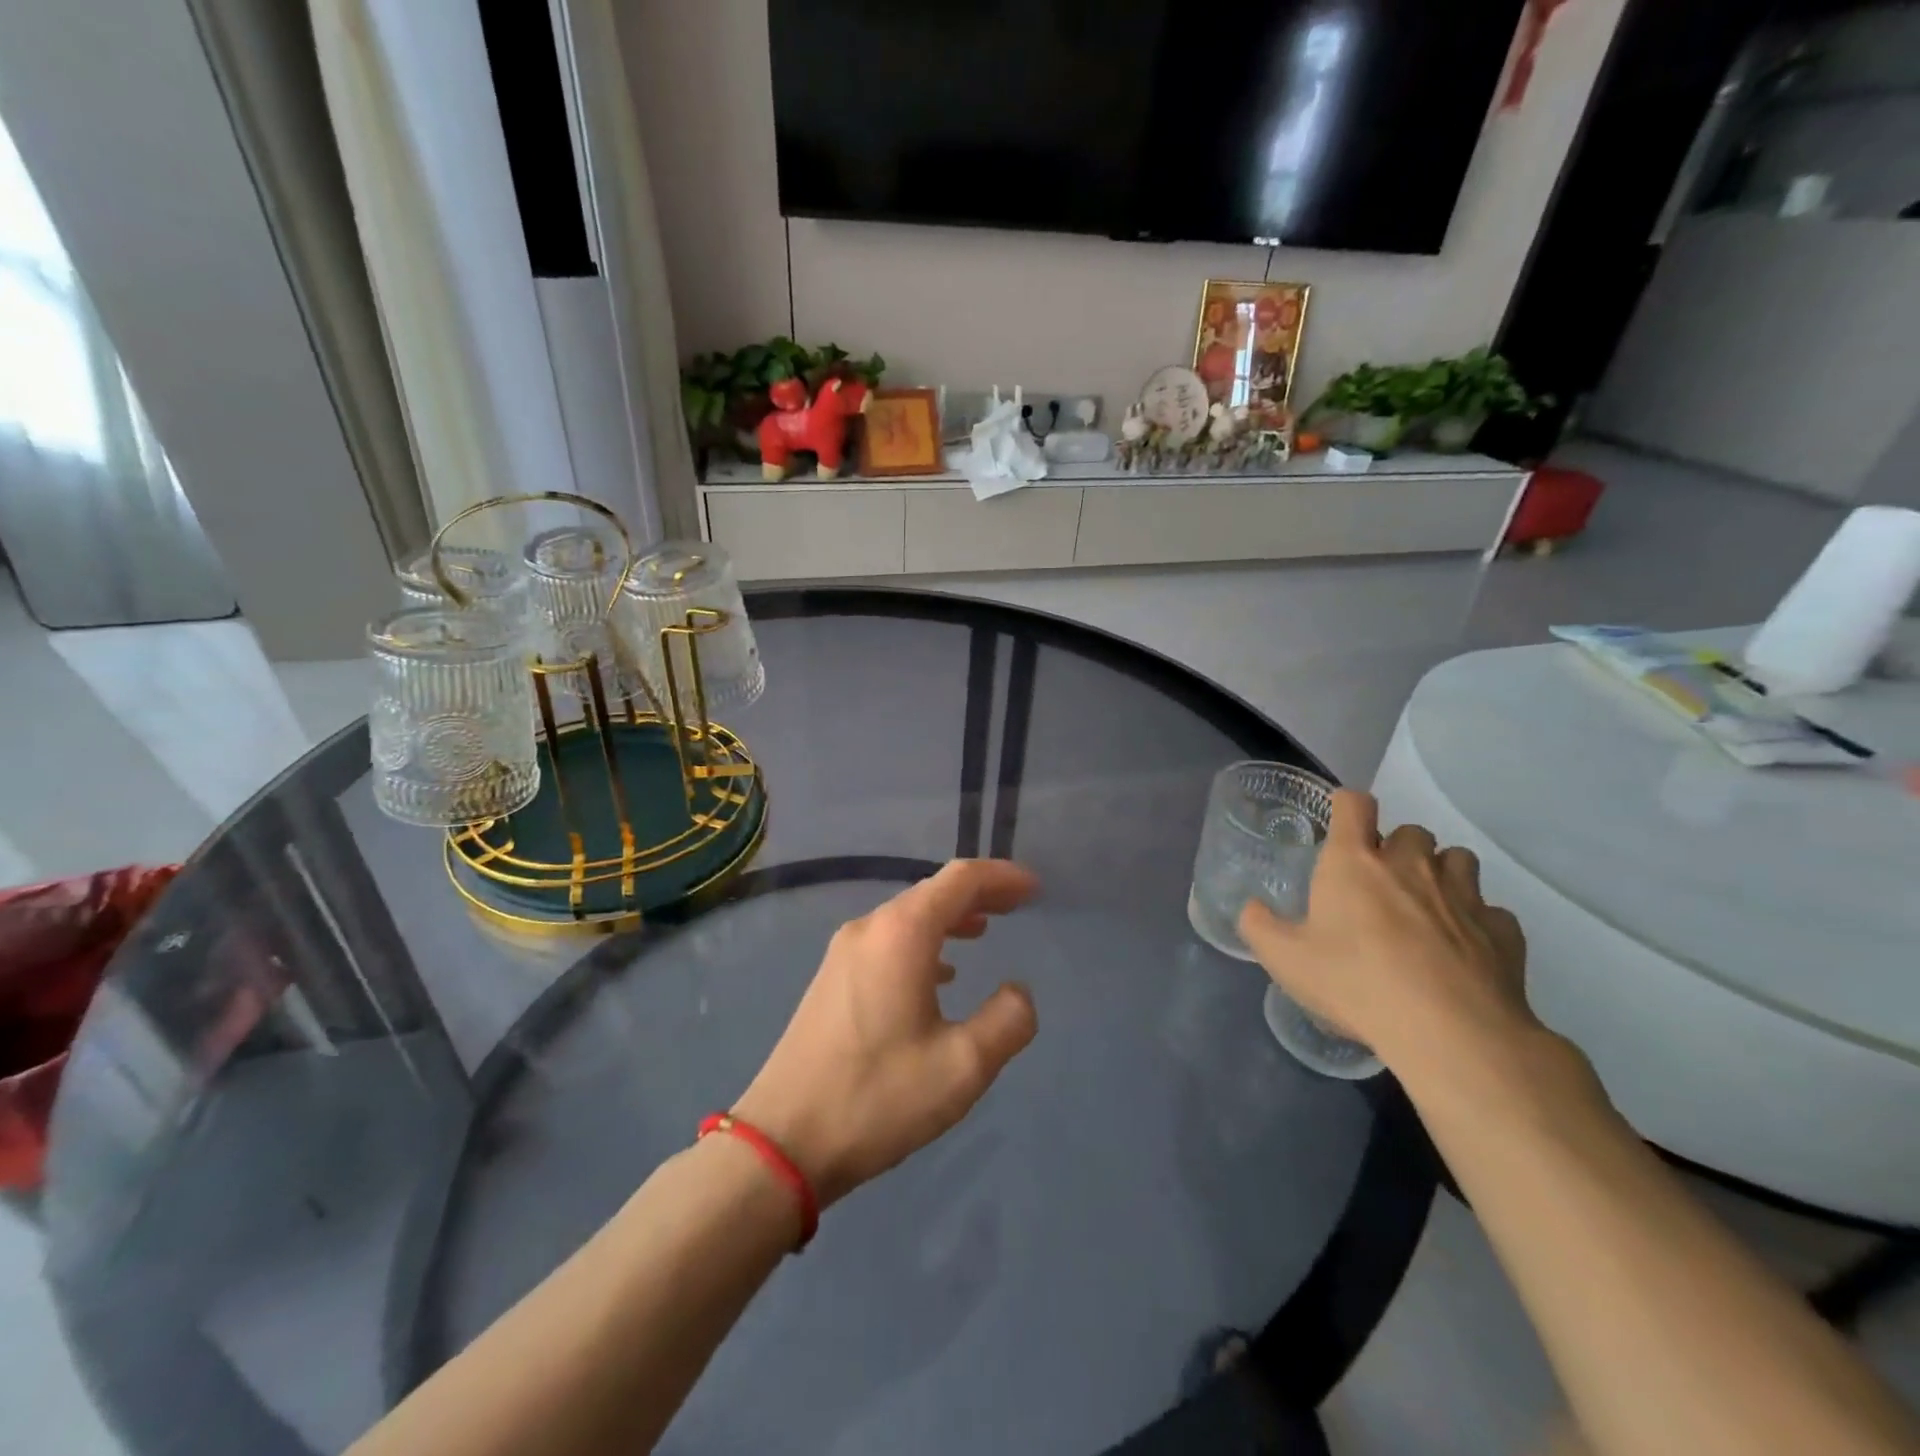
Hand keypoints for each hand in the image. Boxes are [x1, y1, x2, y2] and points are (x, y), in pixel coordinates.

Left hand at [732, 860, 1039, 1208]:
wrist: (783, 1141)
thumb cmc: (878, 1097)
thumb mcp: (962, 1066)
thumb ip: (1007, 1021)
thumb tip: (1019, 991)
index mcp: (902, 933)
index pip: (960, 879)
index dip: (1001, 877)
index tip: (1034, 888)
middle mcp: (870, 928)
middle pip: (933, 892)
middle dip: (978, 894)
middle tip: (1016, 906)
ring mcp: (844, 952)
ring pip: (908, 916)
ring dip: (950, 918)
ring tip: (984, 930)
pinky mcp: (831, 978)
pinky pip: (888, 940)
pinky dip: (923, 942)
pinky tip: (939, 974)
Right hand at [1238, 791, 1535, 1084]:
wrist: (1450, 1032)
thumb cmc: (1355, 982)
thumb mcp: (1284, 959)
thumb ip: (1259, 926)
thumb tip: (1252, 908)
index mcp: (1355, 862)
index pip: (1354, 803)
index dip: (1347, 807)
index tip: (1341, 826)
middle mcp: (1411, 865)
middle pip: (1412, 831)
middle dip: (1398, 849)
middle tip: (1381, 884)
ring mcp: (1465, 895)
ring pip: (1459, 860)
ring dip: (1442, 874)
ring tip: (1427, 908)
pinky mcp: (1503, 931)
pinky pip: (1492, 912)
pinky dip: (1478, 922)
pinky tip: (1464, 951)